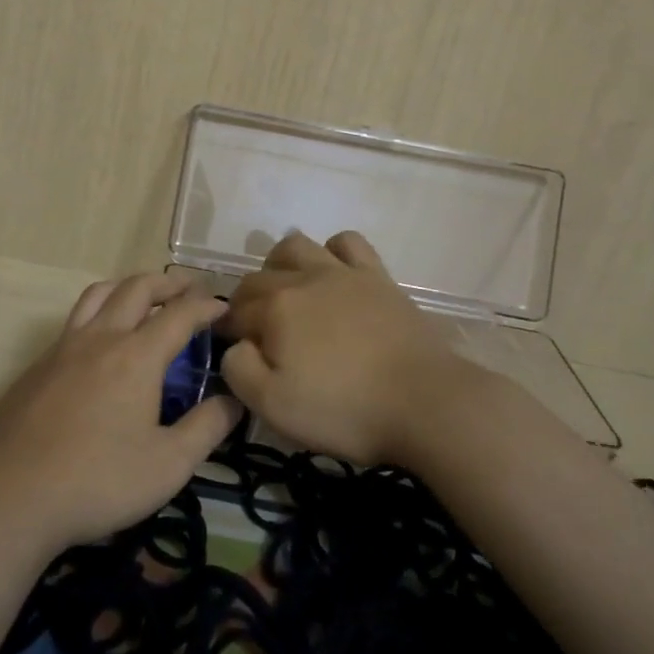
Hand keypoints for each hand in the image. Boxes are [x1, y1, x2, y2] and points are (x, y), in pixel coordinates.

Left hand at [0, 272, 242, 554]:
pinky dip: (100, 312)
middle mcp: (100, 337)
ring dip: (129, 287)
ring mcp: (64, 347)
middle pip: (137, 288)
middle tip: (190, 291)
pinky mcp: (39, 364)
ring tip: (145, 299)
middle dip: (170, 284)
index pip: (180, 313)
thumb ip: (207, 428)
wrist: (11, 495)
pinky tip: (102, 343)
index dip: (207, 305)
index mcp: (136, 356)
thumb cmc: (98, 481)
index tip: (224, 308)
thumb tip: (234, 399)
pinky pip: (75, 319)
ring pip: (99, 294)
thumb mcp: (169, 465)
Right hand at [220, 231, 465, 466]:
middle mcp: (303, 279)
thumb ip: (239, 370)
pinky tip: (333, 274)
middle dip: (246, 302)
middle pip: (258, 279)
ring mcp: (342, 273)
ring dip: (279, 265)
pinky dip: (332, 251)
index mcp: (275, 309)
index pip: (235, 313)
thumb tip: (236, 346)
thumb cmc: (345, 410)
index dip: (228, 332)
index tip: (233, 352)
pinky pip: (347, 242)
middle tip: (256, 334)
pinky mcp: (377, 277)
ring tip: (287, 294)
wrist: (425, 403)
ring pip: (295, 247)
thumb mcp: (274, 406)